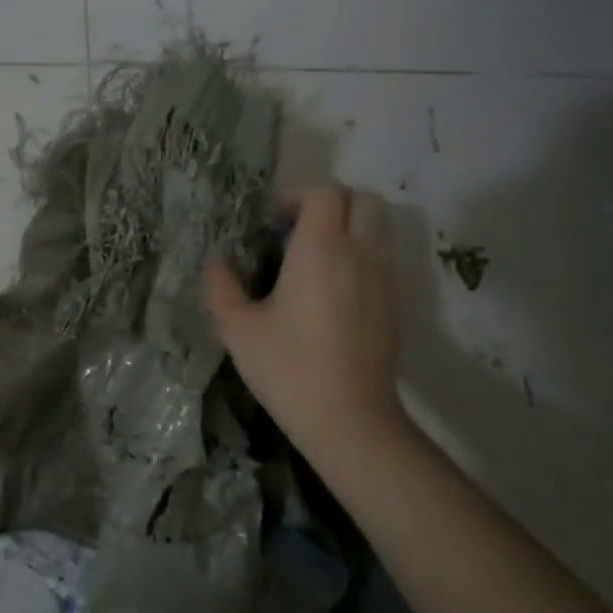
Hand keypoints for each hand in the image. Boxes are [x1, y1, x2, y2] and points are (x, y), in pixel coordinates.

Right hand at [203, 187, 405, 474]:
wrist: (350, 420)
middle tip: (296, 229)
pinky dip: (362, 252)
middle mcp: (360, 253)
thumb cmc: (289, 369)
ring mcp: (385, 278)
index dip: (297, 195)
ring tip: (314, 256)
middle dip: (330, 203)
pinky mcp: (395, 303)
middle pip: (362, 199)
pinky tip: (332, 287)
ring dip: (349, 225)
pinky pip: (383, 256)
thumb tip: (217, 262)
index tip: (272, 220)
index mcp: (321, 249)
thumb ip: (220, 287)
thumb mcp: (237, 329)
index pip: (325, 192)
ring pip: (379, 226)